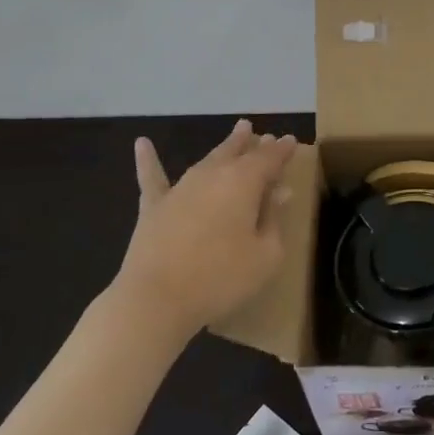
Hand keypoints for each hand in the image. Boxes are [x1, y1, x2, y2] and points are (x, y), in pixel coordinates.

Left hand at [109, 120, 297, 348]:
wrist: (157, 299)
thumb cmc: (220, 278)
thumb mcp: (266, 255)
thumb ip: (273, 220)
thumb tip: (278, 194)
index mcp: (244, 182)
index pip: (270, 159)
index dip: (282, 150)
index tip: (292, 142)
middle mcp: (213, 175)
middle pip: (237, 152)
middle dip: (253, 143)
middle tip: (263, 135)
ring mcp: (180, 188)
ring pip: (207, 159)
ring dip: (224, 147)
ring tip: (236, 134)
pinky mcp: (154, 207)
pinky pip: (152, 177)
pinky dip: (148, 159)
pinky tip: (142, 143)